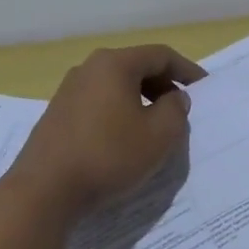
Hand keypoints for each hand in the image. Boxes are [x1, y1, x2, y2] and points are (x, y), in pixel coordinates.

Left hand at [12, 45, 204, 215]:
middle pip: (137, 67)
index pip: (161, 55)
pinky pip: (99, 103)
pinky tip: (124, 140)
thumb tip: (173, 98)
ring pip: (116, 86)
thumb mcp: (160, 135)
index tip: (204, 88)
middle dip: (163, 86)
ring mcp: (68, 91)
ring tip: (155, 127)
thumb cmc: (109, 156)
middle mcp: (89, 68)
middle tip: (181, 110)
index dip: (187, 70)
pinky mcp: (56, 115)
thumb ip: (176, 110)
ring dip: (141, 101)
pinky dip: (119, 113)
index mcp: (115, 64)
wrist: (43, 192)